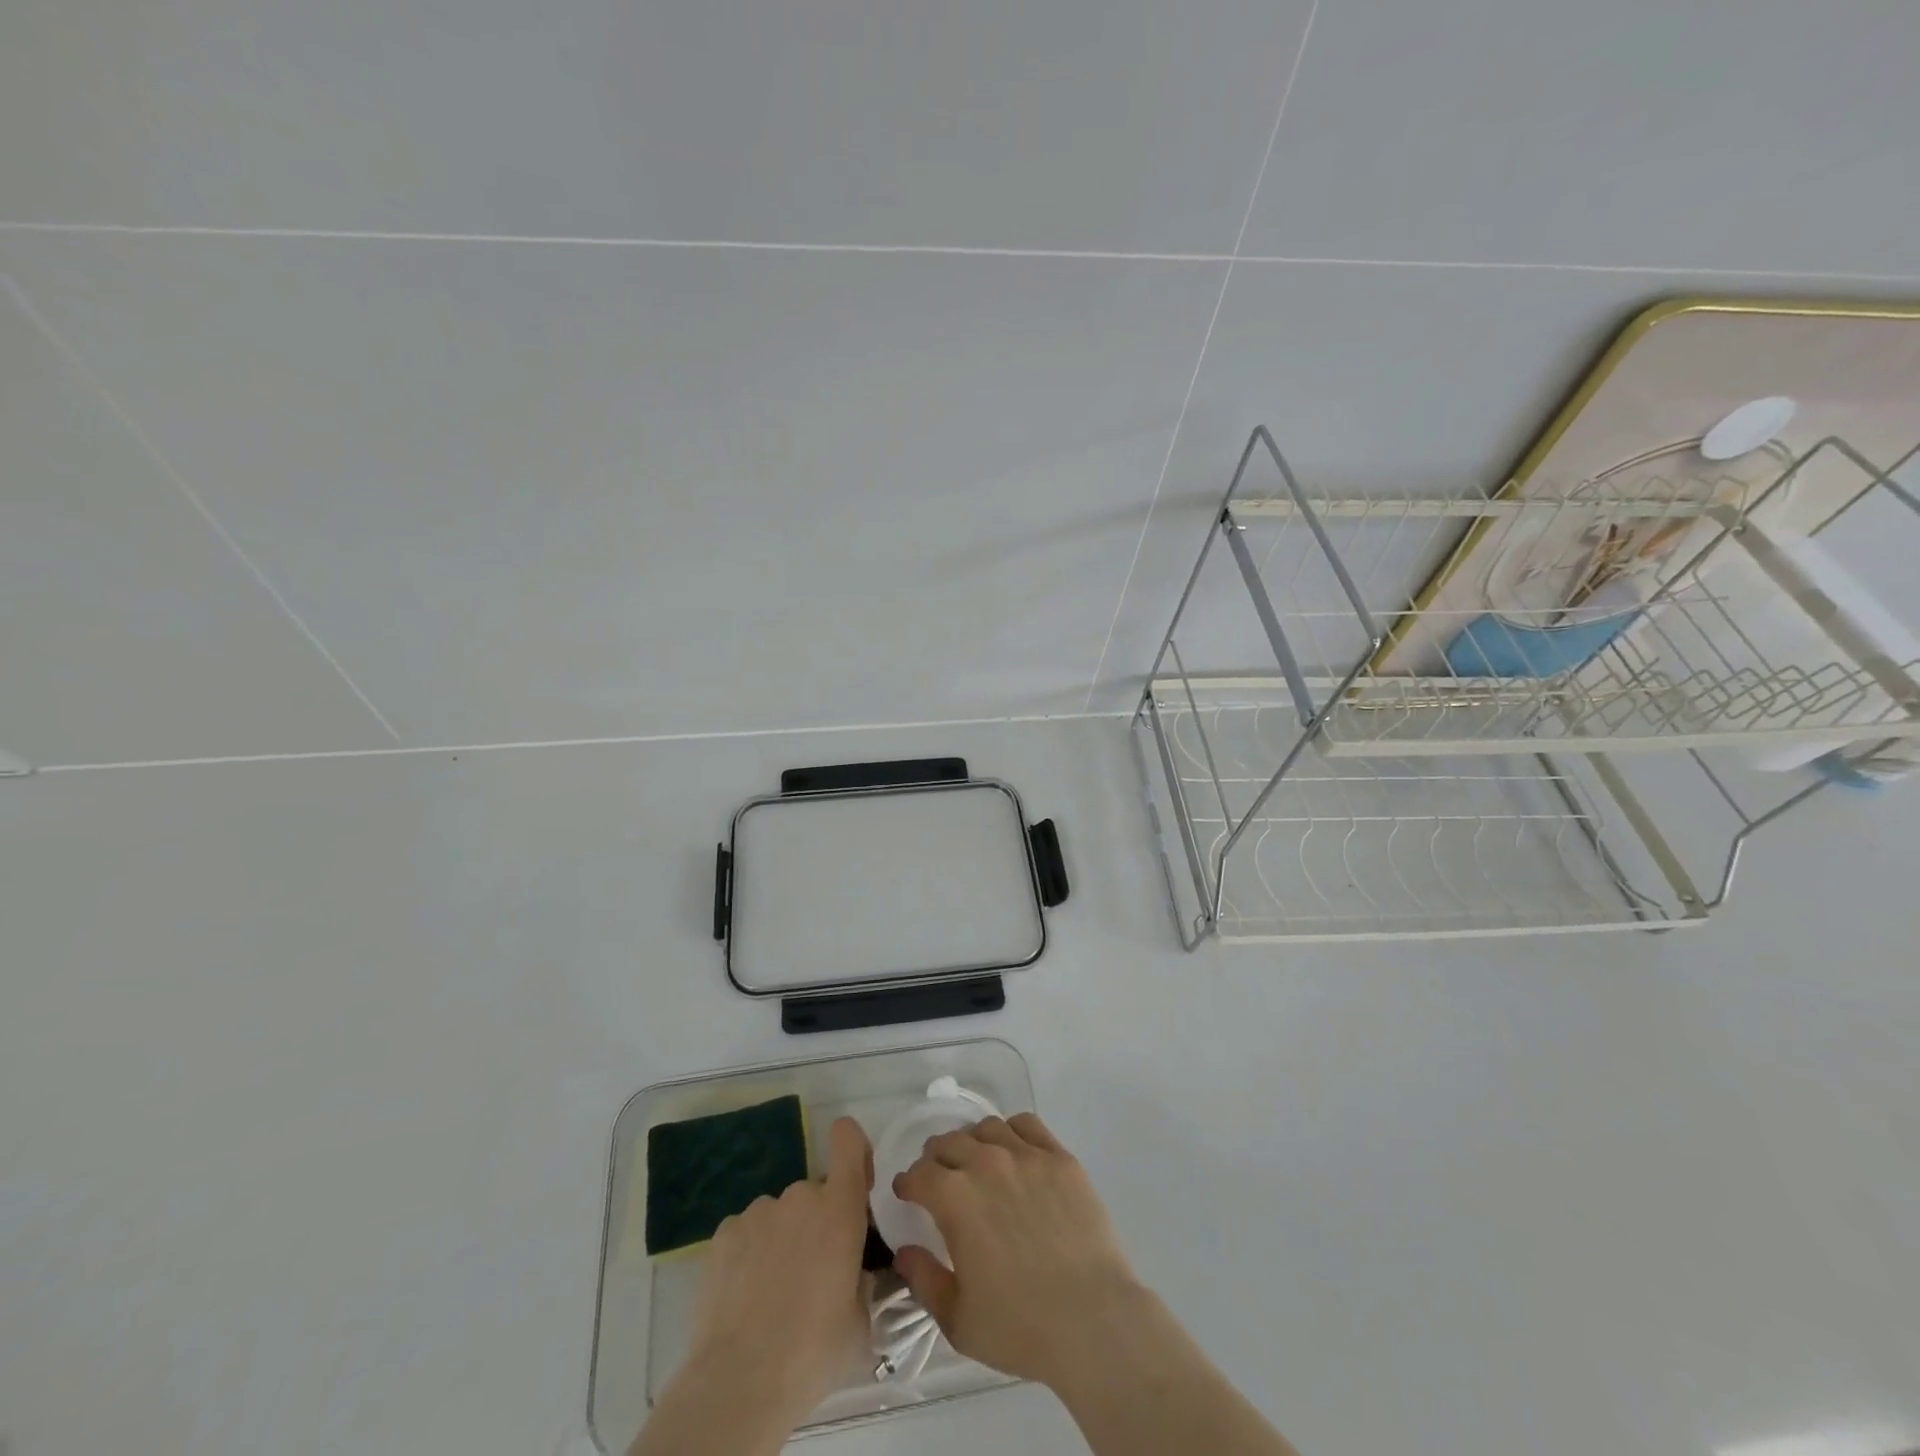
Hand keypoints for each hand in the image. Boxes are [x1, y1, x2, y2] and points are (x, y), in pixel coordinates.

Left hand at [684, 1116, 873, 1424]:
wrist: (740, 1381)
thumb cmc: (814, 1350)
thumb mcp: (860, 1320)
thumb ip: (862, 1281)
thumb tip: (856, 1274)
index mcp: (840, 1208)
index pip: (847, 1141)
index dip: (852, 1147)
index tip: (855, 1178)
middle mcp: (800, 1196)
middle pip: (814, 1194)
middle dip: (815, 1224)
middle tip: (811, 1274)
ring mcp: (759, 1211)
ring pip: (778, 1216)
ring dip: (781, 1240)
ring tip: (771, 1293)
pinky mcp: (723, 1233)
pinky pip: (746, 1233)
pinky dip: (749, 1254)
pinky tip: (744, 1296)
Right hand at [890, 1113, 1147, 1391]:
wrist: (1092, 1319)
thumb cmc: (1020, 1326)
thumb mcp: (958, 1320)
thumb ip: (924, 1281)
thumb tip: (904, 1251)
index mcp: (954, 1198)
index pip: (919, 1174)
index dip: (908, 1183)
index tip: (908, 1193)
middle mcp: (986, 1163)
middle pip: (949, 1142)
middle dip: (936, 1158)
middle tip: (938, 1176)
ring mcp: (1026, 1155)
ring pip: (987, 1128)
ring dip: (972, 1141)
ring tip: (976, 1161)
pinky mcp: (1059, 1157)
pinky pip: (1027, 1125)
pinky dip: (1012, 1131)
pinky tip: (1013, 1151)